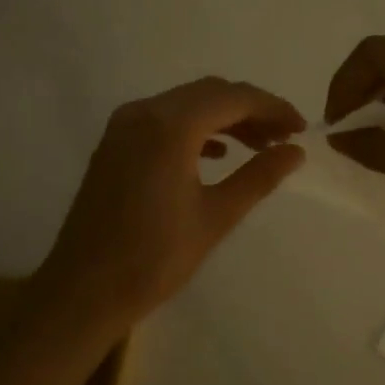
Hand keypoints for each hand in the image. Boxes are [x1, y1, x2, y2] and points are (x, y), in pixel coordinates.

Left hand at [32, 77, 306, 329]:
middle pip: (210, 93)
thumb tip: (295, 152)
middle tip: (283, 138)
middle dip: (251, 110)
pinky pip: (164, 119)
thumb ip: (259, 176)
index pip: (233, 98)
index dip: (272, 108)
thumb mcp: (216, 217)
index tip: (301, 129)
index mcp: (170, 126)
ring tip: (259, 146)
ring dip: (224, 117)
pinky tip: (218, 154)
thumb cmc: (154, 258)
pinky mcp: (115, 143)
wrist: (83, 291)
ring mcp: (124, 126)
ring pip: (186, 104)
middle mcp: (144, 112)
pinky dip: (196, 128)